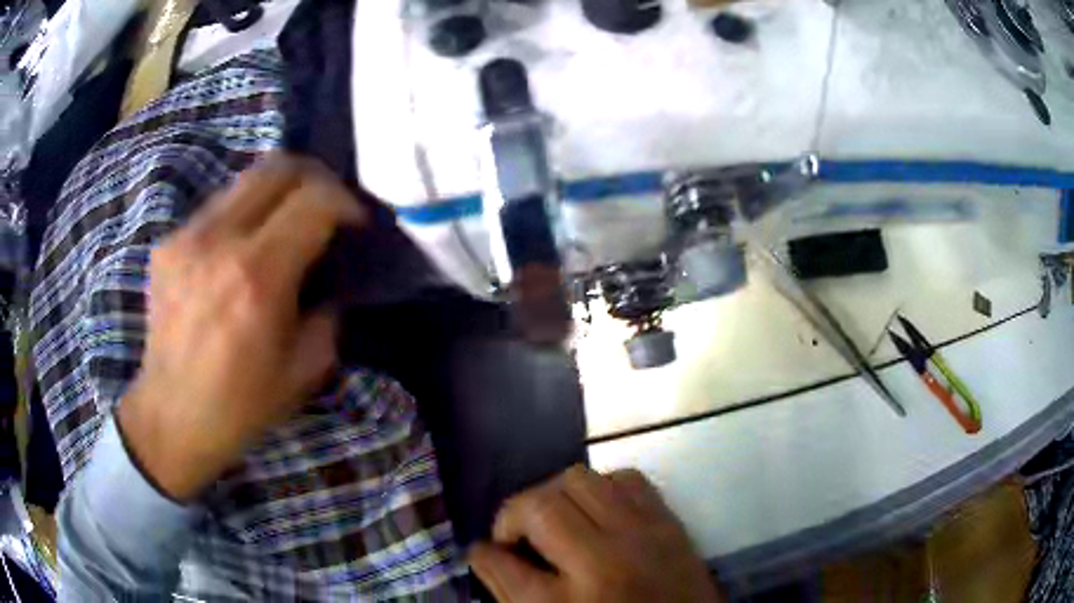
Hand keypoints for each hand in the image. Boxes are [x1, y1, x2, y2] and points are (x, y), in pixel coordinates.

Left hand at [117, 154, 365, 501]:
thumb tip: (330, 280)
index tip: (355, 224)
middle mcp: (219, 242)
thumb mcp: (304, 371)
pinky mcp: (168, 244)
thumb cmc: (239, 405)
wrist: (170, 417)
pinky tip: (242, 250)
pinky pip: (217, 207)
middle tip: (326, 207)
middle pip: (278, 167)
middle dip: (315, 178)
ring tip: (285, 226)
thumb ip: (328, 313)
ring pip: (245, 179)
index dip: (345, 202)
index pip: (314, 200)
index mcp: (257, 277)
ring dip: (278, 193)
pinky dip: (243, 215)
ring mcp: (187, 237)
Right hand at [469, 465, 722, 602]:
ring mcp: (642, 535)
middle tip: (518, 537)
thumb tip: (485, 555)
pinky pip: (626, 478)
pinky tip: (598, 512)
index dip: (483, 553)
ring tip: (556, 520)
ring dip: (555, 495)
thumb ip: (512, 593)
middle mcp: (603, 562)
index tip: (483, 551)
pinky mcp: (669, 522)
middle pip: (540, 506)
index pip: (501, 562)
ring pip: (579, 478)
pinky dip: (602, 487)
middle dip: (514, 515)